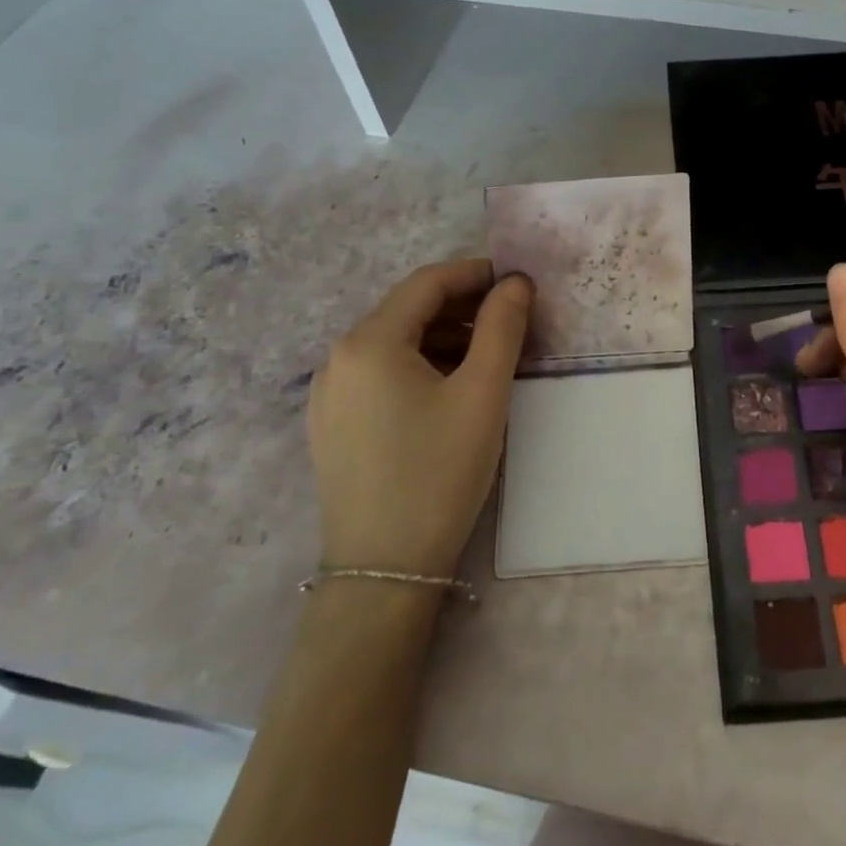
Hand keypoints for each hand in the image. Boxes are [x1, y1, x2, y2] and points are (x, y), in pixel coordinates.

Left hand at [306, 258, 531, 578]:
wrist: (384, 571)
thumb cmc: (438, 473)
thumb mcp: (482, 395)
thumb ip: (502, 328)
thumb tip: (516, 283)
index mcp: (369, 342)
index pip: (427, 283)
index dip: (475, 273)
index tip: (517, 281)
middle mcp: (338, 358)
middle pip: (407, 310)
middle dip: (462, 307)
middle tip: (512, 320)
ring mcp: (328, 394)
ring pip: (394, 344)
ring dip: (443, 338)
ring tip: (488, 356)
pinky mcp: (332, 424)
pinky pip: (380, 374)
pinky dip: (419, 366)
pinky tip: (450, 389)